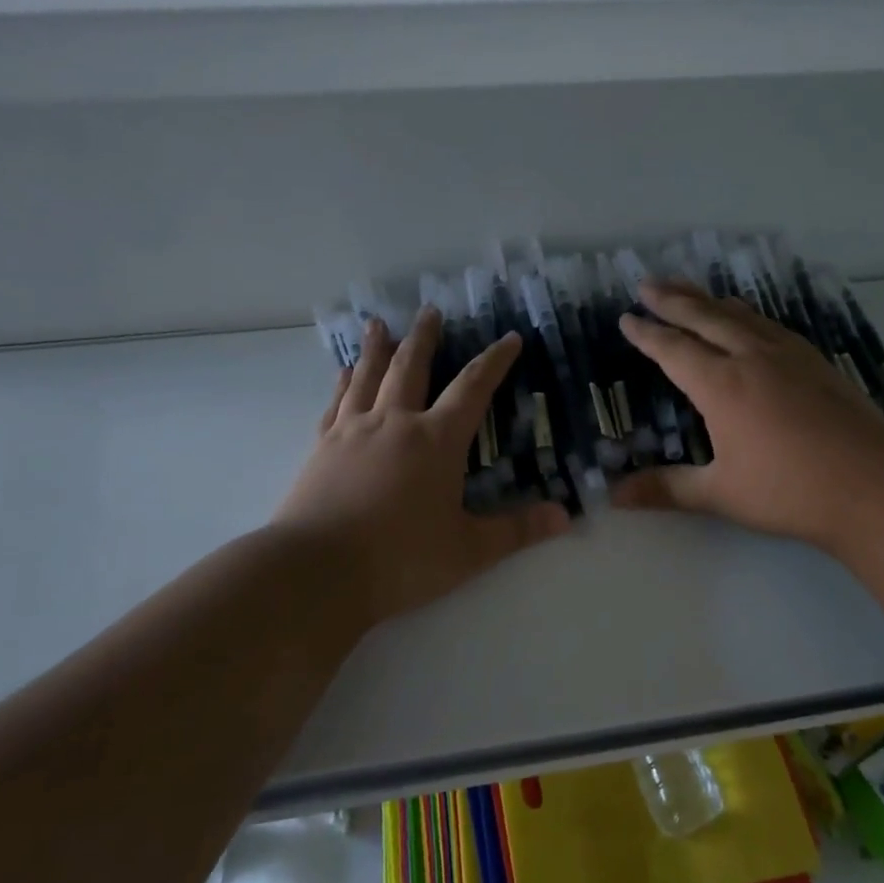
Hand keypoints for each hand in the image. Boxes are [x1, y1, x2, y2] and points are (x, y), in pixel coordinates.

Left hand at [274, 309, 570, 625]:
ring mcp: (353, 431)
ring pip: (368, 376)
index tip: (509, 338)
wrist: (317, 572)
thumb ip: (517, 530)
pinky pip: (336, 402)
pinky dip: (343, 382)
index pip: (472, 388)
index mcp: (436, 441)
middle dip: (425, 338)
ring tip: (379, 324)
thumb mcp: (468, 551)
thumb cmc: (400, 560)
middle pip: (411, 367)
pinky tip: (344, 372)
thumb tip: (565, 516)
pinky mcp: (321, 447)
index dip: (494, 361)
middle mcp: (395, 423)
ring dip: (377, 347)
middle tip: (430, 310)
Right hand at [613, 280, 883, 554]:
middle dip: (672, 299)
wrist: (874, 485)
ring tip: (689, 288)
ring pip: (739, 315)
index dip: (647, 334)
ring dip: (708, 300)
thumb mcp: (721, 494)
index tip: (626, 318)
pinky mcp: (815, 361)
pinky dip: (747, 313)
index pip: (673, 349)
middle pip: (704, 318)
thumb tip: (614, 497)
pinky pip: (770, 324)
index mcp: (721, 385)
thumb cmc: (790, 492)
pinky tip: (748, 317)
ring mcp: (787, 355)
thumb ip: (666, 489)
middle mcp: (751, 358)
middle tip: (647, 283)